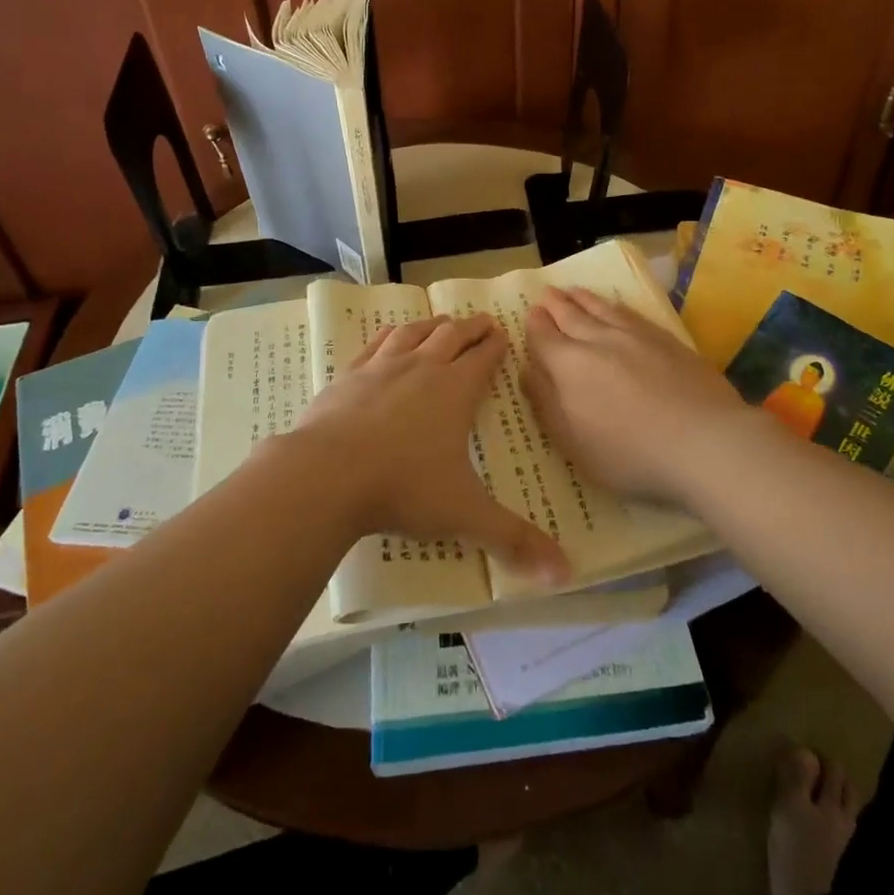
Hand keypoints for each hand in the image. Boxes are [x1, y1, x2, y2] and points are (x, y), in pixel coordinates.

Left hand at [294, 315, 567, 584]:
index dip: (496, 345)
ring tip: (441, 322)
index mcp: (456, 391)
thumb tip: (566, 573)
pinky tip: (389, 336)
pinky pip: (375, 344)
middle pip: (451, 336)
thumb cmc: (404, 489)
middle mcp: (422, 368)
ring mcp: (382, 368)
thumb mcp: (465, 515)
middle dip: (471, 328)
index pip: (483, 358)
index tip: (504, 333)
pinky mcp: (349, 376)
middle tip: (482, 321)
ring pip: (414, 333)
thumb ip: (514, 540)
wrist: (327, 474)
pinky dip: (389, 335)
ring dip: (432, 325)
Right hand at [523, 286, 755, 504]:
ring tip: (573, 291)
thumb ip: (546, 403)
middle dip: (555, 304)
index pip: (544, 337)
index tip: (530, 312)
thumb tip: (527, 369)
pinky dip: (616, 306)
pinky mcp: (666, 339)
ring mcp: (635, 336)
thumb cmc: (629, 453)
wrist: (703, 441)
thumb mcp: (573, 442)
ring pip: (601, 309)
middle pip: (570, 316)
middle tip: (547, 292)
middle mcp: (598, 340)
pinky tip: (615, 306)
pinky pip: (631, 313)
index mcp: (569, 366)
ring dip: (583, 299)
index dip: (535, 325)